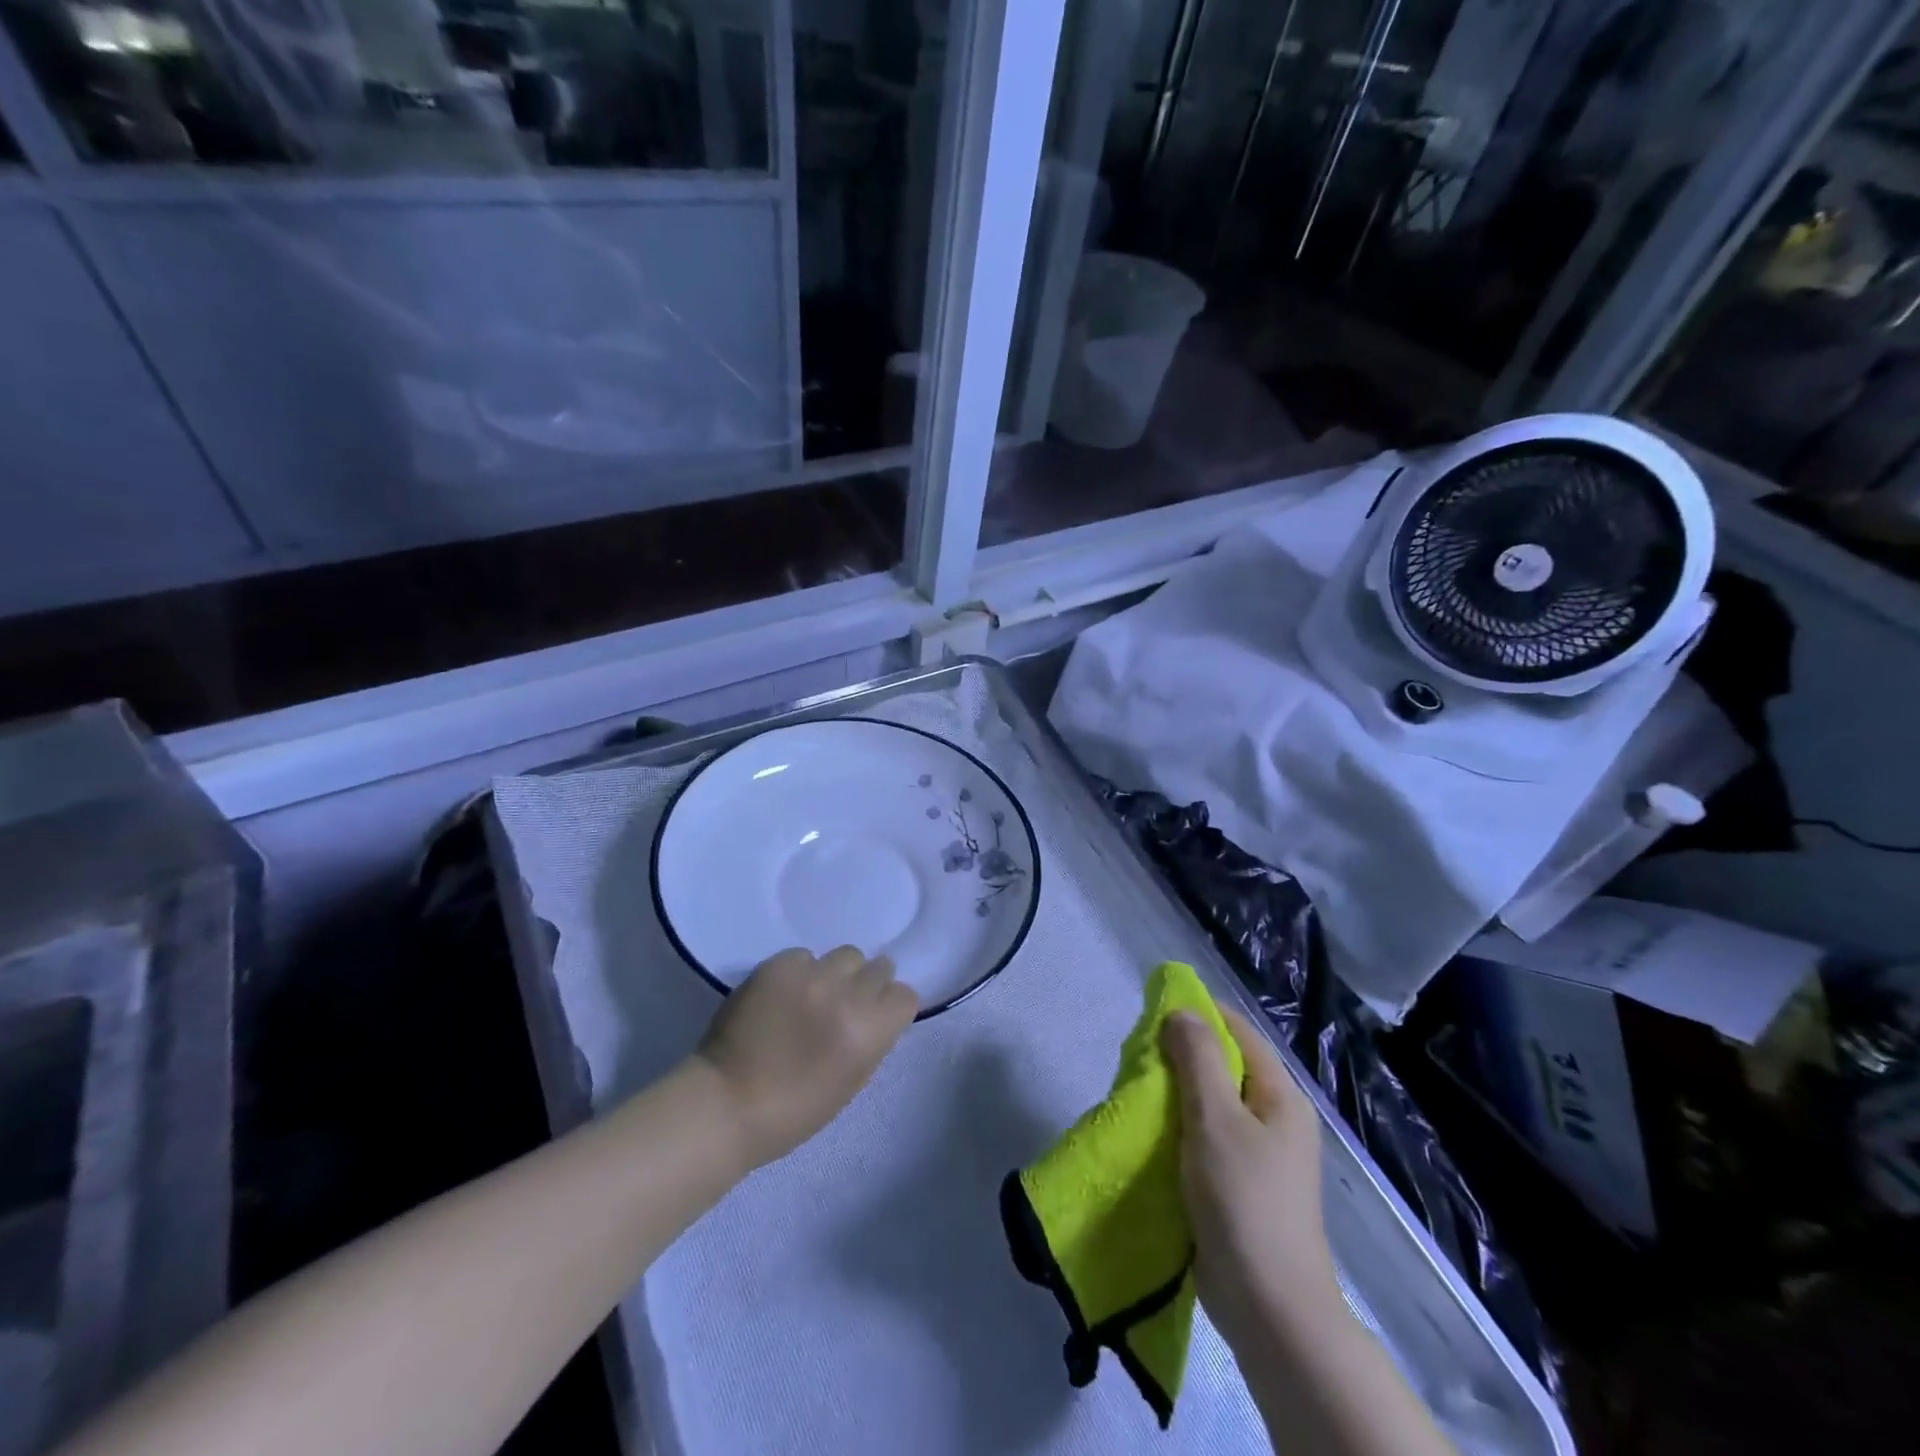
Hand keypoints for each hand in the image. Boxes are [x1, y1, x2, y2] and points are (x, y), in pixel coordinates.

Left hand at [695, 946, 918, 1168]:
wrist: (725, 1103)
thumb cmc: (793, 1111)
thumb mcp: (851, 1083)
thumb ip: (872, 1041)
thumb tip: (877, 1013)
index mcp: (868, 1031)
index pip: (905, 995)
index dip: (891, 1008)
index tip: (876, 1019)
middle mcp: (845, 995)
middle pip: (879, 967)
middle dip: (867, 986)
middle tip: (845, 1005)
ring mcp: (810, 975)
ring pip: (846, 955)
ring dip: (838, 974)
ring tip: (814, 996)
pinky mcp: (777, 965)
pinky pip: (805, 956)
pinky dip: (800, 972)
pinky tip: (783, 996)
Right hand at [1162, 1008, 1337, 1347]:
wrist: (1268, 1307)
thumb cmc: (1244, 1199)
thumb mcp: (1216, 1118)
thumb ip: (1197, 1059)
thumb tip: (1181, 1011)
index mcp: (1280, 1096)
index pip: (1238, 1031)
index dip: (1198, 1014)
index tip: (1152, 1011)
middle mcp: (1274, 1118)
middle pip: (1224, 1066)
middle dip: (1181, 1055)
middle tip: (1137, 1056)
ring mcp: (1258, 1154)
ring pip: (1210, 1103)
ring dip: (1175, 1094)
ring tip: (1136, 1090)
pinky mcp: (1238, 1184)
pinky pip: (1205, 1138)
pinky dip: (1178, 1127)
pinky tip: (1150, 1131)